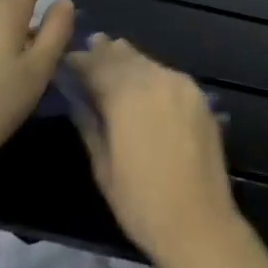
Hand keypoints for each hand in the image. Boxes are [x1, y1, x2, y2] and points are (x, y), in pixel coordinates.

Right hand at [67, 35, 239, 267]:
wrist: (199, 222)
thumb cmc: (141, 203)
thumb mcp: (103, 167)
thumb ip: (90, 125)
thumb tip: (78, 100)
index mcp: (128, 97)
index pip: (97, 67)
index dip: (80, 62)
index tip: (66, 60)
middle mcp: (157, 81)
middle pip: (125, 59)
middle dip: (105, 53)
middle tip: (90, 44)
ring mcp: (183, 87)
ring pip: (149, 63)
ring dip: (129, 59)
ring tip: (113, 51)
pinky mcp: (200, 98)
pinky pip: (168, 75)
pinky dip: (151, 72)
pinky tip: (143, 78)